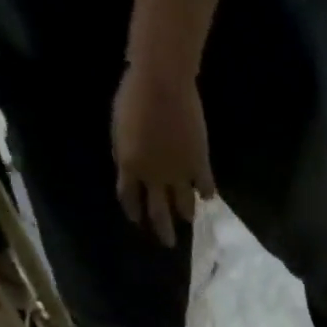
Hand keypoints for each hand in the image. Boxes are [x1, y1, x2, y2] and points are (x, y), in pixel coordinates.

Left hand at [112, 62, 215, 248]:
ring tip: (189, 219)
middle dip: (163, 230)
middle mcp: (155, 178)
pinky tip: (207, 196)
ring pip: (184, 206)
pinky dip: (206, 193)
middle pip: (158, 213)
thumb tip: (132, 169)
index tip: (136, 219)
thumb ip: (126, 153)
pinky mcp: (199, 166)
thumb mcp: (119, 127)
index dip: (133, 210)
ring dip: (186, 214)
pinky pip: (205, 188)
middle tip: (168, 243)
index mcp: (130, 166)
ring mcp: (179, 174)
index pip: (129, 198)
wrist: (162, 83)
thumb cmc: (134, 96)